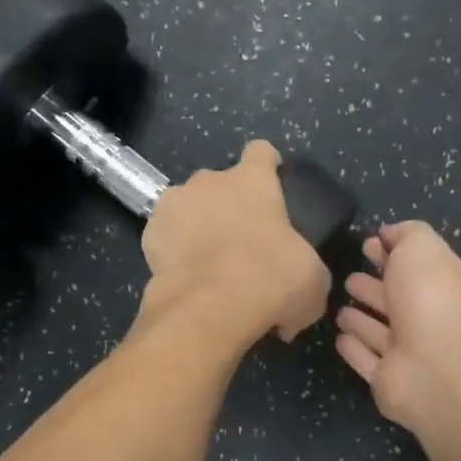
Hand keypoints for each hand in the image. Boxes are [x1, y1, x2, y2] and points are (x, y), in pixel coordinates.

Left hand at [139, 140, 331, 348]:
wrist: (211, 308)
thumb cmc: (272, 280)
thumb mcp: (311, 280)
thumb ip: (304, 273)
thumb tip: (294, 306)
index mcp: (254, 180)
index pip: (261, 152)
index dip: (267, 166)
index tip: (272, 182)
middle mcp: (209, 181)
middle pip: (219, 183)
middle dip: (227, 205)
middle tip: (239, 242)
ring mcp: (173, 204)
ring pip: (187, 206)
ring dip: (196, 225)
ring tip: (206, 261)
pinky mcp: (149, 234)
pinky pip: (165, 237)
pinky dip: (173, 252)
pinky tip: (184, 277)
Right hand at [336, 221, 460, 432]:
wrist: (435, 366)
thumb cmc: (429, 297)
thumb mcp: (422, 247)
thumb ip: (407, 234)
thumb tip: (389, 234)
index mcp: (442, 285)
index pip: (415, 265)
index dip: (392, 253)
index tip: (367, 244)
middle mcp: (427, 319)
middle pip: (396, 299)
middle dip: (374, 286)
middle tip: (349, 277)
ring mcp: (407, 352)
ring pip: (379, 331)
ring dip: (361, 320)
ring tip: (339, 308)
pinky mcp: (386, 379)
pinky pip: (366, 360)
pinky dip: (354, 349)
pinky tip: (340, 337)